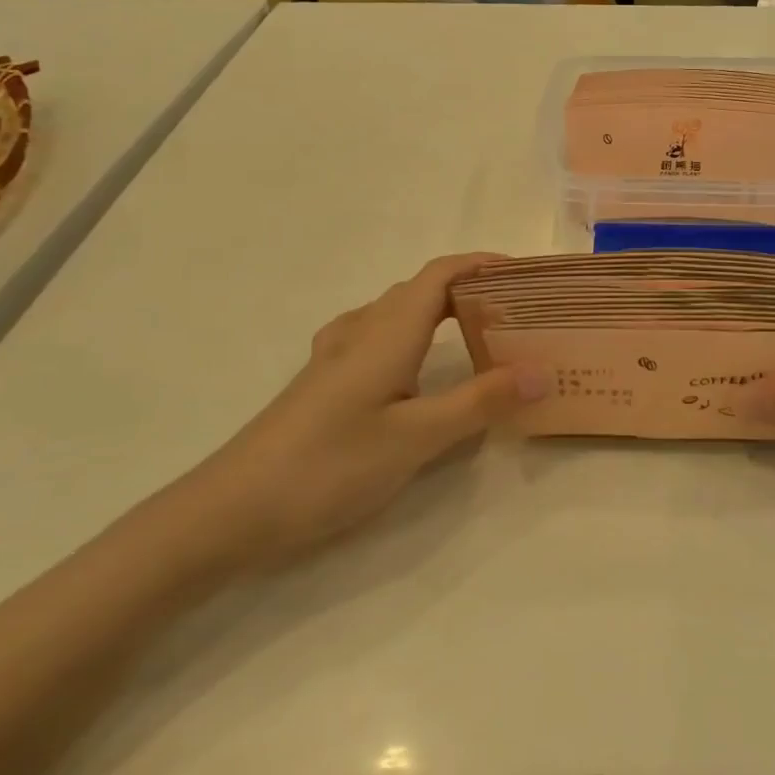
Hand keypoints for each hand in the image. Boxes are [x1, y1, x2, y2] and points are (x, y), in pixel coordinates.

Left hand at [171, 253, 547, 574]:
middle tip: (514, 313)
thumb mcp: (416, 438)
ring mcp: (335, 357)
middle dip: (469, 289)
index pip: (439, 275)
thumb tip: (543, 371)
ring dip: (439, 311)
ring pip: (396, 313)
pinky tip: (413, 369)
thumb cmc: (330, 466)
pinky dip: (411, 337)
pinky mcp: (323, 383)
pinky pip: (377, 339)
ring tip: (476, 336)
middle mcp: (361, 332)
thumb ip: (480, 402)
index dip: (482, 264)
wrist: (232, 509)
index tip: (525, 275)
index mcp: (387, 332)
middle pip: (420, 290)